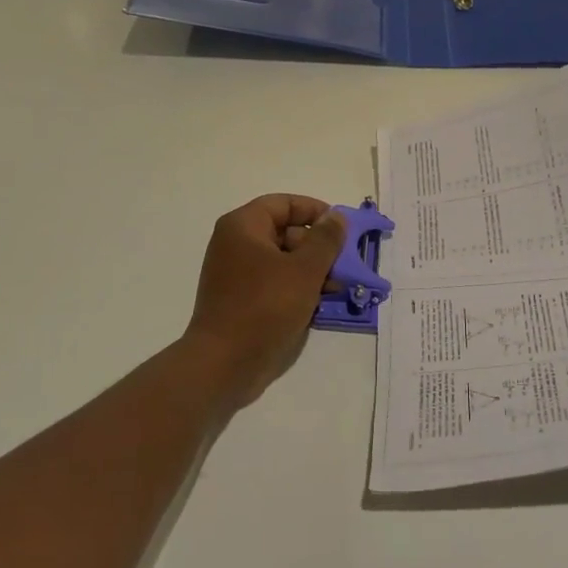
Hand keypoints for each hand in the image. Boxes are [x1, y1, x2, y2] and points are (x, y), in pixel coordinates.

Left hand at [183, 195, 347, 410]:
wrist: (224, 363)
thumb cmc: (265, 307)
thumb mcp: (304, 270)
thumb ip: (325, 240)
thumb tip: (336, 217)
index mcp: (243, 226)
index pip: (283, 204)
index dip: (315, 211)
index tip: (342, 229)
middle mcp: (235, 244)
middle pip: (284, 232)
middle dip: (317, 247)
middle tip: (344, 265)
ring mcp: (235, 273)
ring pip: (281, 260)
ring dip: (311, 271)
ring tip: (337, 289)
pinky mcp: (239, 300)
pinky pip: (273, 283)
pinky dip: (295, 288)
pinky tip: (318, 305)